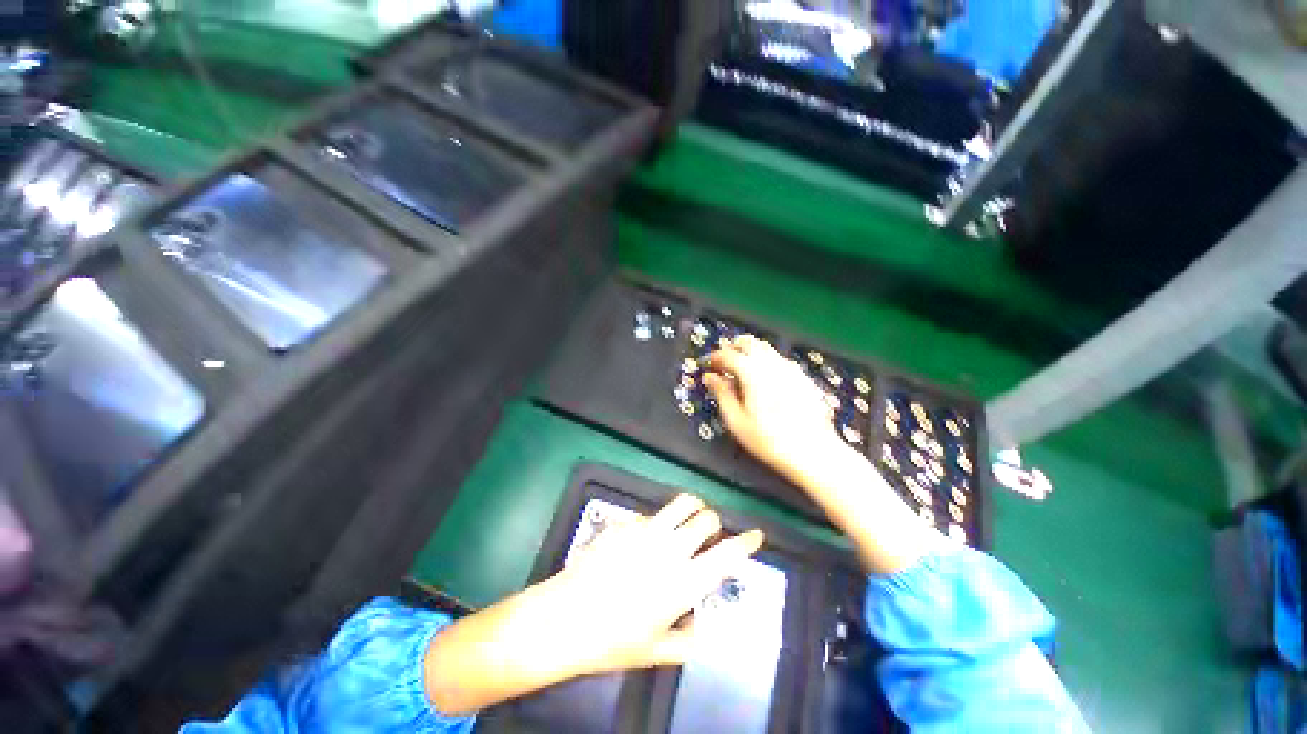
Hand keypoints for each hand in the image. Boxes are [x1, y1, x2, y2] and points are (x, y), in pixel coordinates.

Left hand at [424, 495, 764, 714]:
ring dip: (693, 508)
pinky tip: (649, 535)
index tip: (756, 534)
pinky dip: (661, 519)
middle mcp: (671, 550)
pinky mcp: (628, 522)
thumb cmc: (613, 640)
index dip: (747, 542)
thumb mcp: (655, 650)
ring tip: (692, 516)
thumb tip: (703, 631)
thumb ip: (687, 642)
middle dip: (714, 523)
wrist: (566, 617)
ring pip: (683, 503)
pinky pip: (653, 512)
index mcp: (684, 583)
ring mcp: (648, 531)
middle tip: (711, 533)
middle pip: (706, 519)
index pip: (726, 555)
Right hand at [703, 336, 844, 479]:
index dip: (715, 357)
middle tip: (724, 363)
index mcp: (753, 373)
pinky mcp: (802, 378)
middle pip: (749, 343)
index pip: (728, 354)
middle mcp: (772, 364)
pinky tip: (765, 382)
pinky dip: (766, 362)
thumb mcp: (737, 421)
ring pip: (766, 349)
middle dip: (733, 348)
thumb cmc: (769, 440)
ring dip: (750, 353)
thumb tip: (710, 377)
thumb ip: (722, 394)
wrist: (814, 452)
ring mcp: (790, 369)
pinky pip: (779, 360)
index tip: (709, 365)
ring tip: (742, 372)